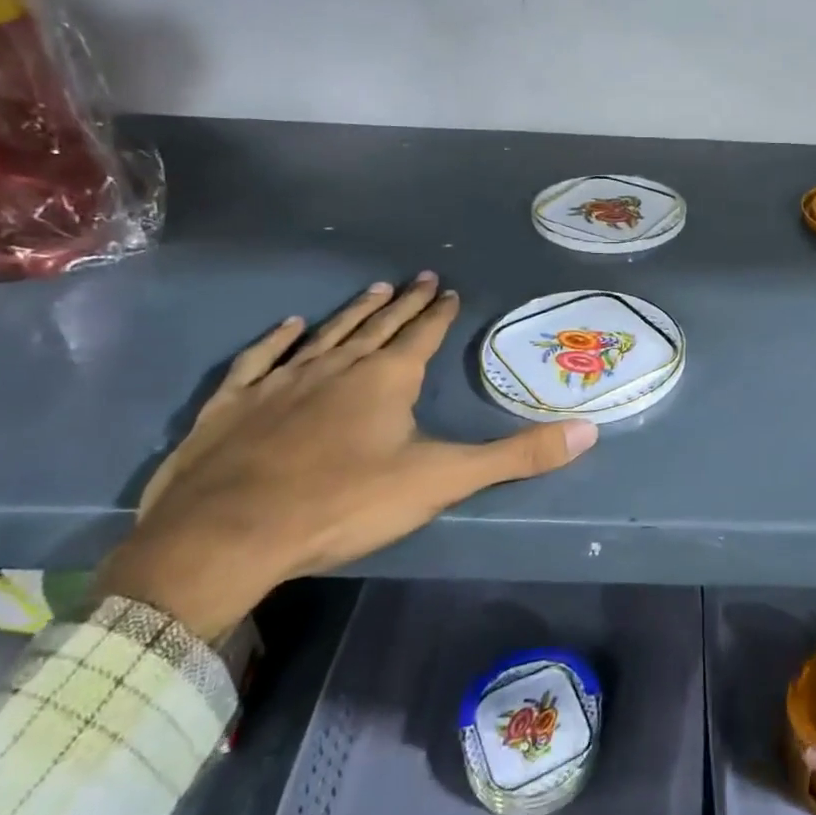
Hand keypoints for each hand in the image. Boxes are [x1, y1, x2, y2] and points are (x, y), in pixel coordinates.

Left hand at [95, 275, 597, 640]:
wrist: (226, 536)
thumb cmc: (343, 503)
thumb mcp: (442, 481)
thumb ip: (516, 456)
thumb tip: (589, 431)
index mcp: (387, 379)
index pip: (422, 334)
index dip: (440, 313)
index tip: (450, 290)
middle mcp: (337, 366)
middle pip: (379, 325)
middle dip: (405, 302)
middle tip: (420, 277)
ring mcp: (280, 381)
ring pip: (326, 333)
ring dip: (353, 311)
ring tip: (374, 289)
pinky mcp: (233, 403)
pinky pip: (260, 358)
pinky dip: (277, 339)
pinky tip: (288, 325)